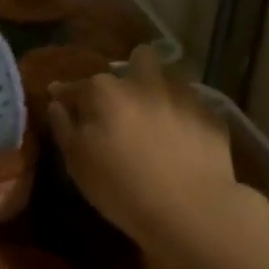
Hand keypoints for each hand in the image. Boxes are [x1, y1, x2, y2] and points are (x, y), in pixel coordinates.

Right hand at [46, 47, 237, 240]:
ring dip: (161, 92)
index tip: (62, 101)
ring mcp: (183, 96)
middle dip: (132, 71)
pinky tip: (184, 139)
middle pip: (139, 58)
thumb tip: (57, 104)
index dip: (67, 93)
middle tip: (126, 101)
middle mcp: (145, 83)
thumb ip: (64, 127)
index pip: (79, 85)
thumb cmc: (122, 187)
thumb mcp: (78, 163)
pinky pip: (194, 106)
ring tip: (158, 118)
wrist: (191, 210)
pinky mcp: (212, 115)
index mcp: (106, 93)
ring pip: (170, 78)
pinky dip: (186, 117)